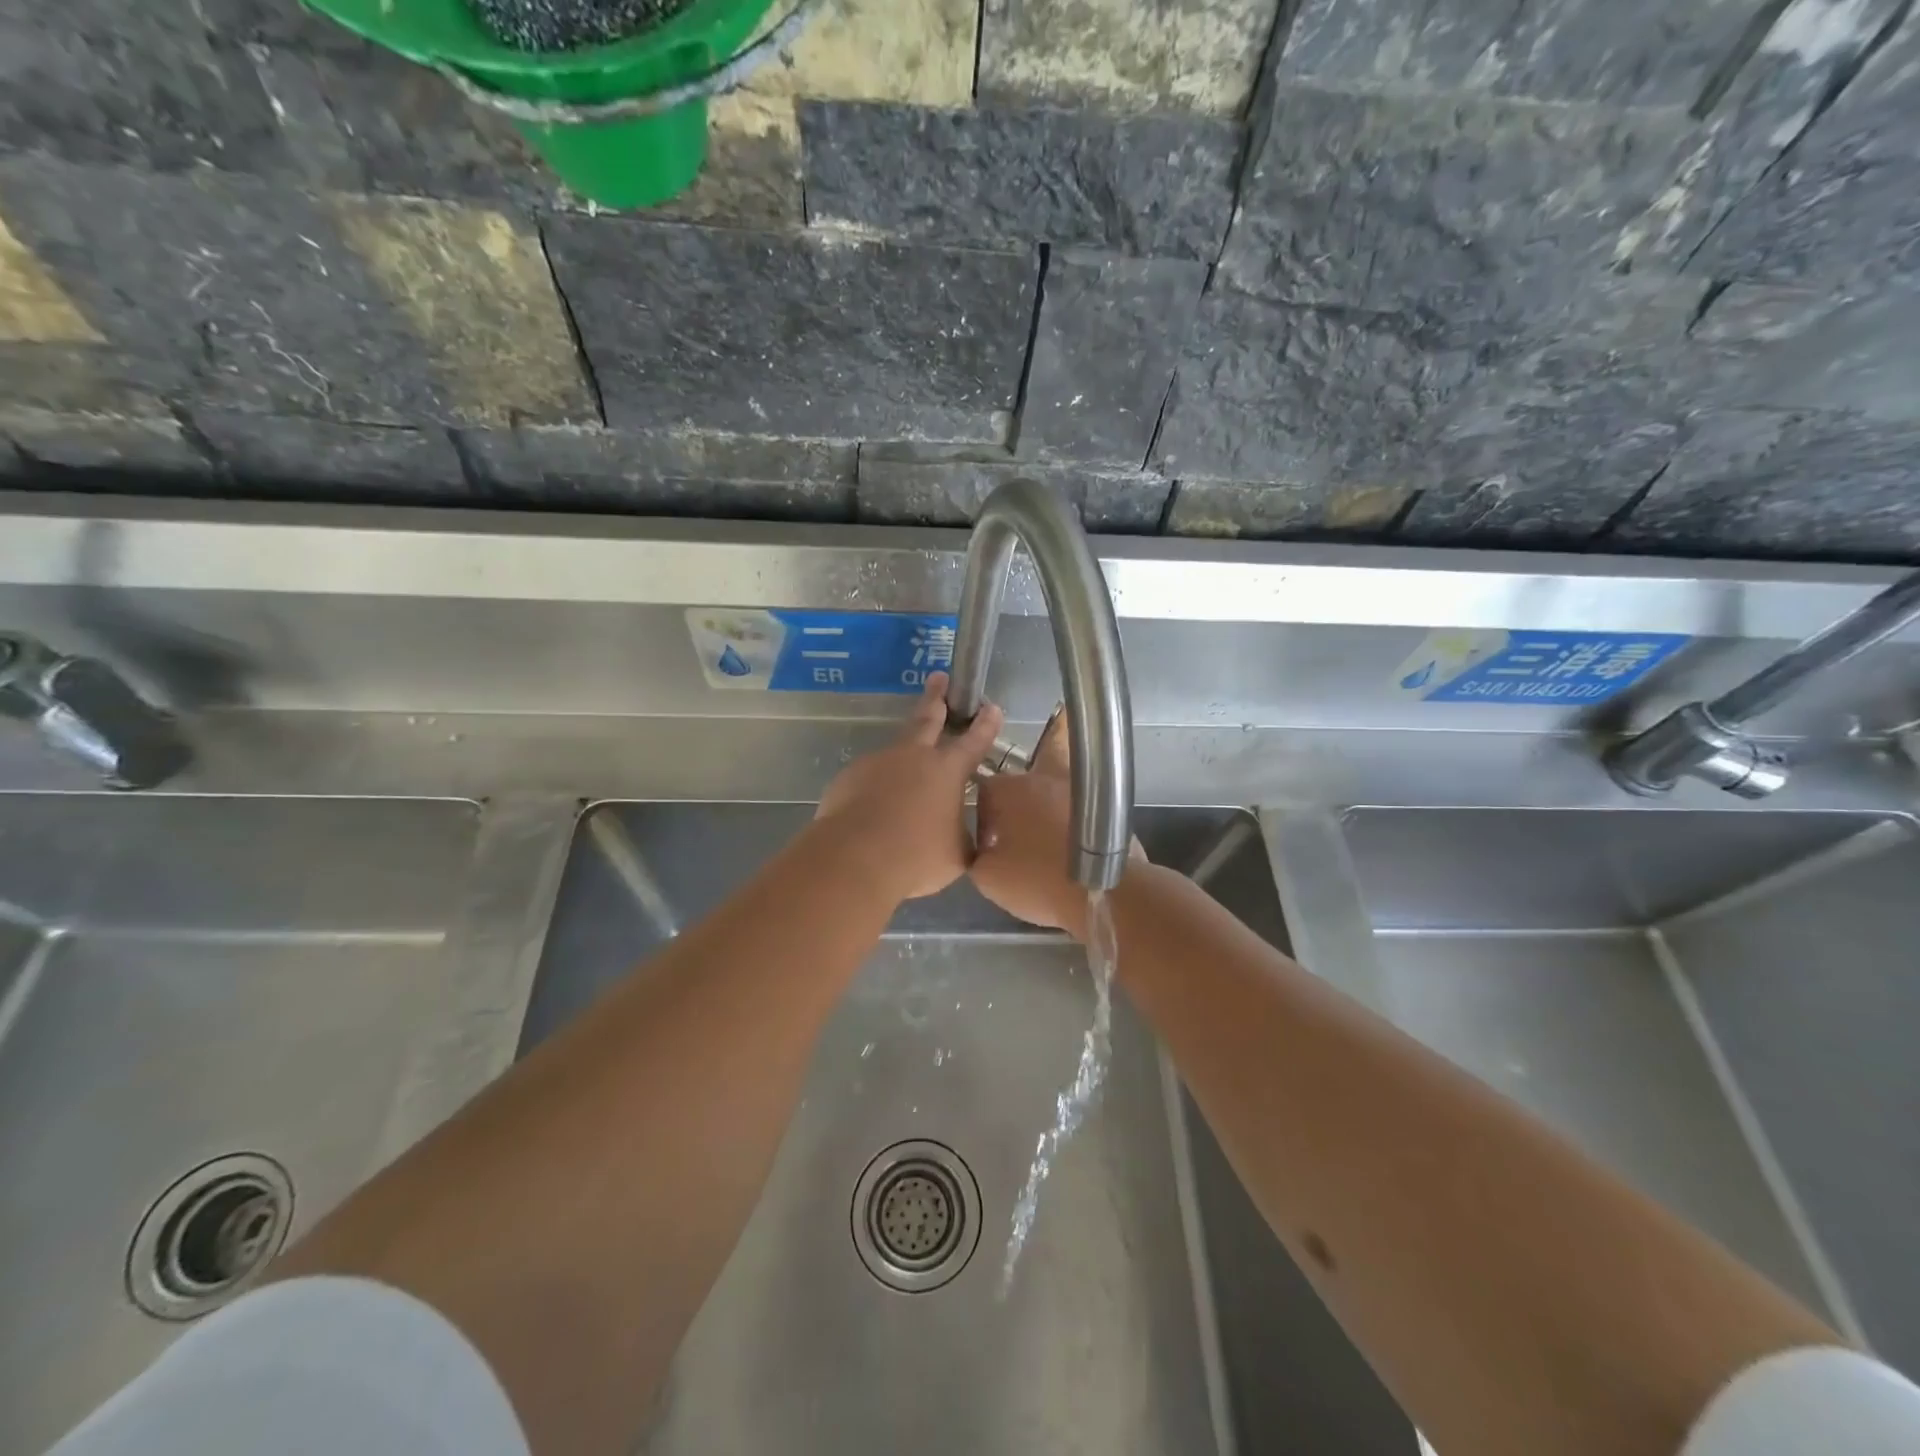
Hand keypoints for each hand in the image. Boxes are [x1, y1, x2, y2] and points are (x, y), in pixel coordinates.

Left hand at [813, 672, 1004, 902]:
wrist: (855, 858)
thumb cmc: (917, 856)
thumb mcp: (956, 854)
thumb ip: (964, 837)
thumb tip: (966, 834)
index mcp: (947, 770)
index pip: (974, 741)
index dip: (985, 724)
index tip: (991, 707)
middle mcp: (914, 757)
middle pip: (927, 719)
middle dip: (936, 697)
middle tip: (939, 678)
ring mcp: (878, 762)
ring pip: (896, 750)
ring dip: (904, 754)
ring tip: (906, 773)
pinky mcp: (850, 777)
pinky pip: (870, 777)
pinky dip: (878, 785)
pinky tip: (877, 806)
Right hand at [972, 710, 1142, 938]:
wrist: (1102, 892)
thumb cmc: (1038, 880)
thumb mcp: (988, 878)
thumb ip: (977, 855)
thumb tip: (987, 849)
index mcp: (1009, 790)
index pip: (984, 793)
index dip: (983, 822)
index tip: (990, 848)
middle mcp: (1043, 778)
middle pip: (1021, 783)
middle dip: (1016, 808)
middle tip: (1017, 839)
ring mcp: (1078, 789)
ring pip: (1055, 788)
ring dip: (1047, 808)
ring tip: (1045, 841)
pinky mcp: (1106, 805)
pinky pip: (1082, 807)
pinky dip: (1075, 821)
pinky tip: (1072, 847)